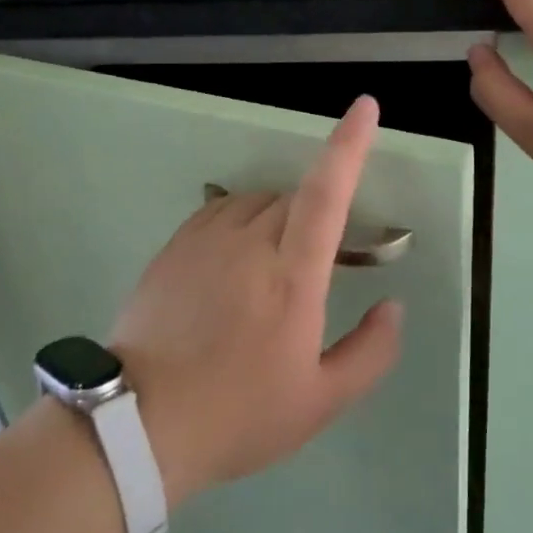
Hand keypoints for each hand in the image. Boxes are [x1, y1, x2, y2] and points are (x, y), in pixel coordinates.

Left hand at [104, 97, 403, 507]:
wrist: (139, 426)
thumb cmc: (238, 414)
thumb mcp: (320, 402)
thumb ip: (370, 352)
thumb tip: (393, 306)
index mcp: (292, 275)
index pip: (327, 192)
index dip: (349, 145)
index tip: (365, 107)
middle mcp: (250, 242)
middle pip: (295, 198)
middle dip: (316, 218)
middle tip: (313, 270)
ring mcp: (206, 240)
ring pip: (258, 202)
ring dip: (278, 219)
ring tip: (272, 269)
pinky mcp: (175, 247)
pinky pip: (220, 210)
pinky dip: (241, 220)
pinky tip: (235, 258)